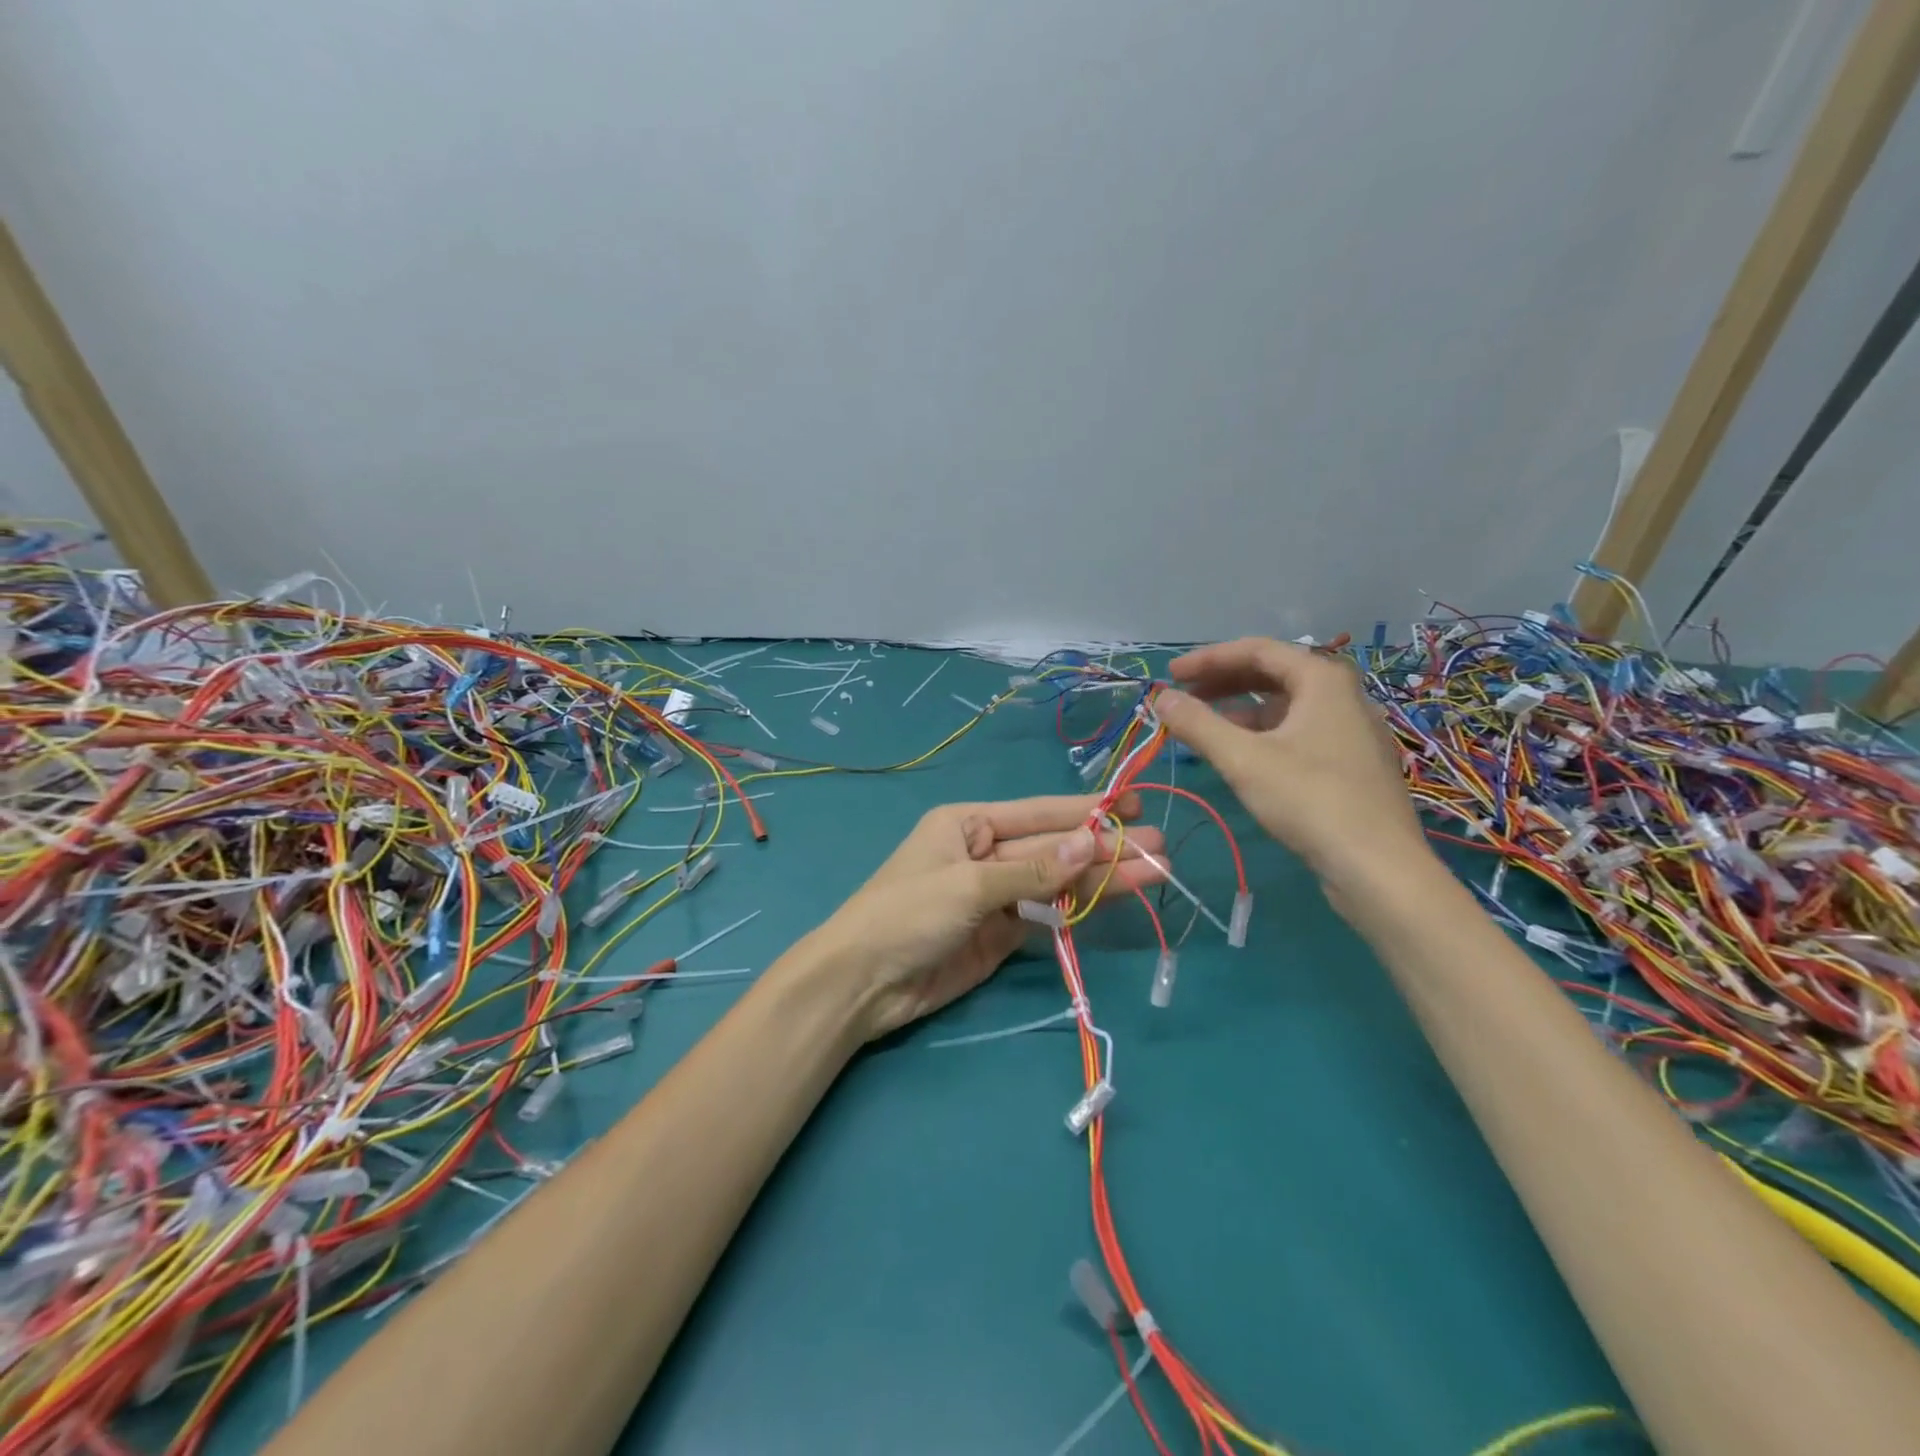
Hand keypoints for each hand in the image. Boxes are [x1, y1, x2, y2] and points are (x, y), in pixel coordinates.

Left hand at [805, 793, 1165, 1040]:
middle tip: (1159, 848)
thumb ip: (1033, 870)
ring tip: (1155, 874)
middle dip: (1104, 847)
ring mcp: (996, 895)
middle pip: (1053, 848)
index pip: (1038, 813)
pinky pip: (1047, 915)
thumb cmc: (906, 914)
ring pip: (1057, 882)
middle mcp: (985, 852)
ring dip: (1101, 879)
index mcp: (968, 823)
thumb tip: (1092, 842)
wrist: (863, 984)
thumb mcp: (969, 885)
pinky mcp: (1001, 933)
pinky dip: (1079, 909)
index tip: (1133, 803)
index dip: (1086, 809)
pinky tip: (1115, 899)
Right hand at [1153, 638, 1429, 895]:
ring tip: (1204, 729)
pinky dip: (1263, 734)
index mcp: (1322, 680)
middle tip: (1184, 698)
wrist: (1378, 867)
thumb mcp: (1243, 759)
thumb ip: (1198, 724)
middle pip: (1273, 674)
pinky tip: (1241, 757)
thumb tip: (1161, 698)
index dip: (1209, 659)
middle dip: (1223, 683)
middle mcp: (1342, 695)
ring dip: (1240, 711)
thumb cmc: (1310, 800)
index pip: (1257, 650)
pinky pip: (1298, 732)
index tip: (1171, 676)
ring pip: (1286, 706)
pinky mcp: (1351, 763)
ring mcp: (1351, 730)